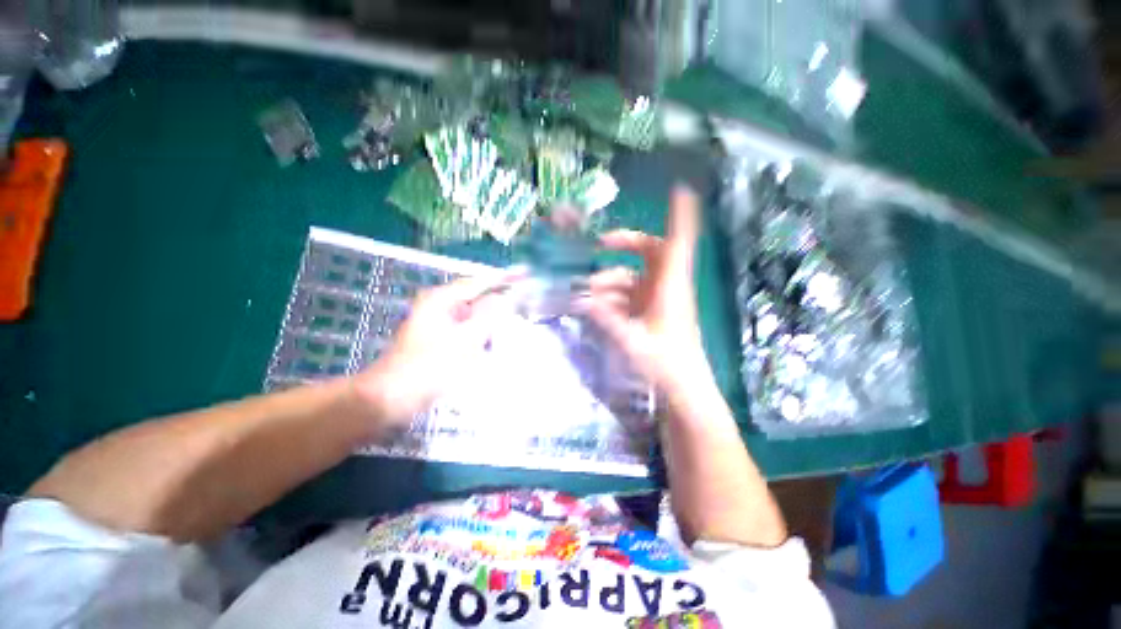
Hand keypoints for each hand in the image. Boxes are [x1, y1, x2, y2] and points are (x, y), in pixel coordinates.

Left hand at [353, 273, 512, 424]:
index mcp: (441, 299)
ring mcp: (438, 323)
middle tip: (524, 303)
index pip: (478, 283)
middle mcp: (438, 306)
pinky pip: (466, 330)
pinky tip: (494, 341)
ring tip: (514, 322)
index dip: (503, 280)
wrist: (393, 398)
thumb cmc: (429, 367)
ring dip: (490, 320)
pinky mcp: (439, 340)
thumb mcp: (465, 340)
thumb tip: (505, 297)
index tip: (525, 277)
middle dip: (498, 302)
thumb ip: (488, 316)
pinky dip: (480, 333)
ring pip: (472, 316)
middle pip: (475, 298)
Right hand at [580, 186, 709, 396]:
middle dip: (624, 245)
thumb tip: (582, 300)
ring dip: (608, 280)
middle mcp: (666, 287)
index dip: (681, 215)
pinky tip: (593, 307)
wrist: (683, 390)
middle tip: (598, 245)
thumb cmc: (665, 364)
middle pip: (649, 252)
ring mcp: (658, 299)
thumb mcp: (630, 340)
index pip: (678, 243)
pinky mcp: (651, 312)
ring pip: (632, 276)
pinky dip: (611, 297)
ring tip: (583, 293)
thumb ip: (605, 318)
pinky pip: (629, 295)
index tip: (680, 189)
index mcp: (670, 288)